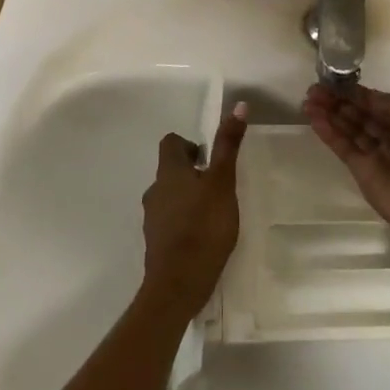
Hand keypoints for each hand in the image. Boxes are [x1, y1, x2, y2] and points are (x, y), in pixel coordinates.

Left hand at [141, 103, 247, 314]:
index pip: (171, 143)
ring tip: (213, 213)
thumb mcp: (223, 182)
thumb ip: (228, 145)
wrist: (178, 284)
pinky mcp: (156, 243)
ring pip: (169, 196)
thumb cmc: (203, 226)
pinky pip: (169, 222)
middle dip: (192, 173)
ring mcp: (152, 218)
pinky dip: (183, 222)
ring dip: (187, 198)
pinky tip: (203, 237)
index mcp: (169, 172)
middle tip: (218, 186)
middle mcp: (155, 190)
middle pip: (170, 171)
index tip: (209, 159)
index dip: (189, 145)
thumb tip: (237, 105)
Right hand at [303, 84, 389, 256]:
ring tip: (308, 100)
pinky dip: (329, 133)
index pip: (380, 103)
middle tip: (314, 90)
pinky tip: (313, 118)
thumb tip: (367, 98)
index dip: (358, 93)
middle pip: (362, 115)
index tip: (334, 82)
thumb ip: (388, 102)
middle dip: (340, 101)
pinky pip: (344, 147)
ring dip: (331, 114)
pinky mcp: (364, 172)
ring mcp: (378, 155)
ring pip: (351, 129)